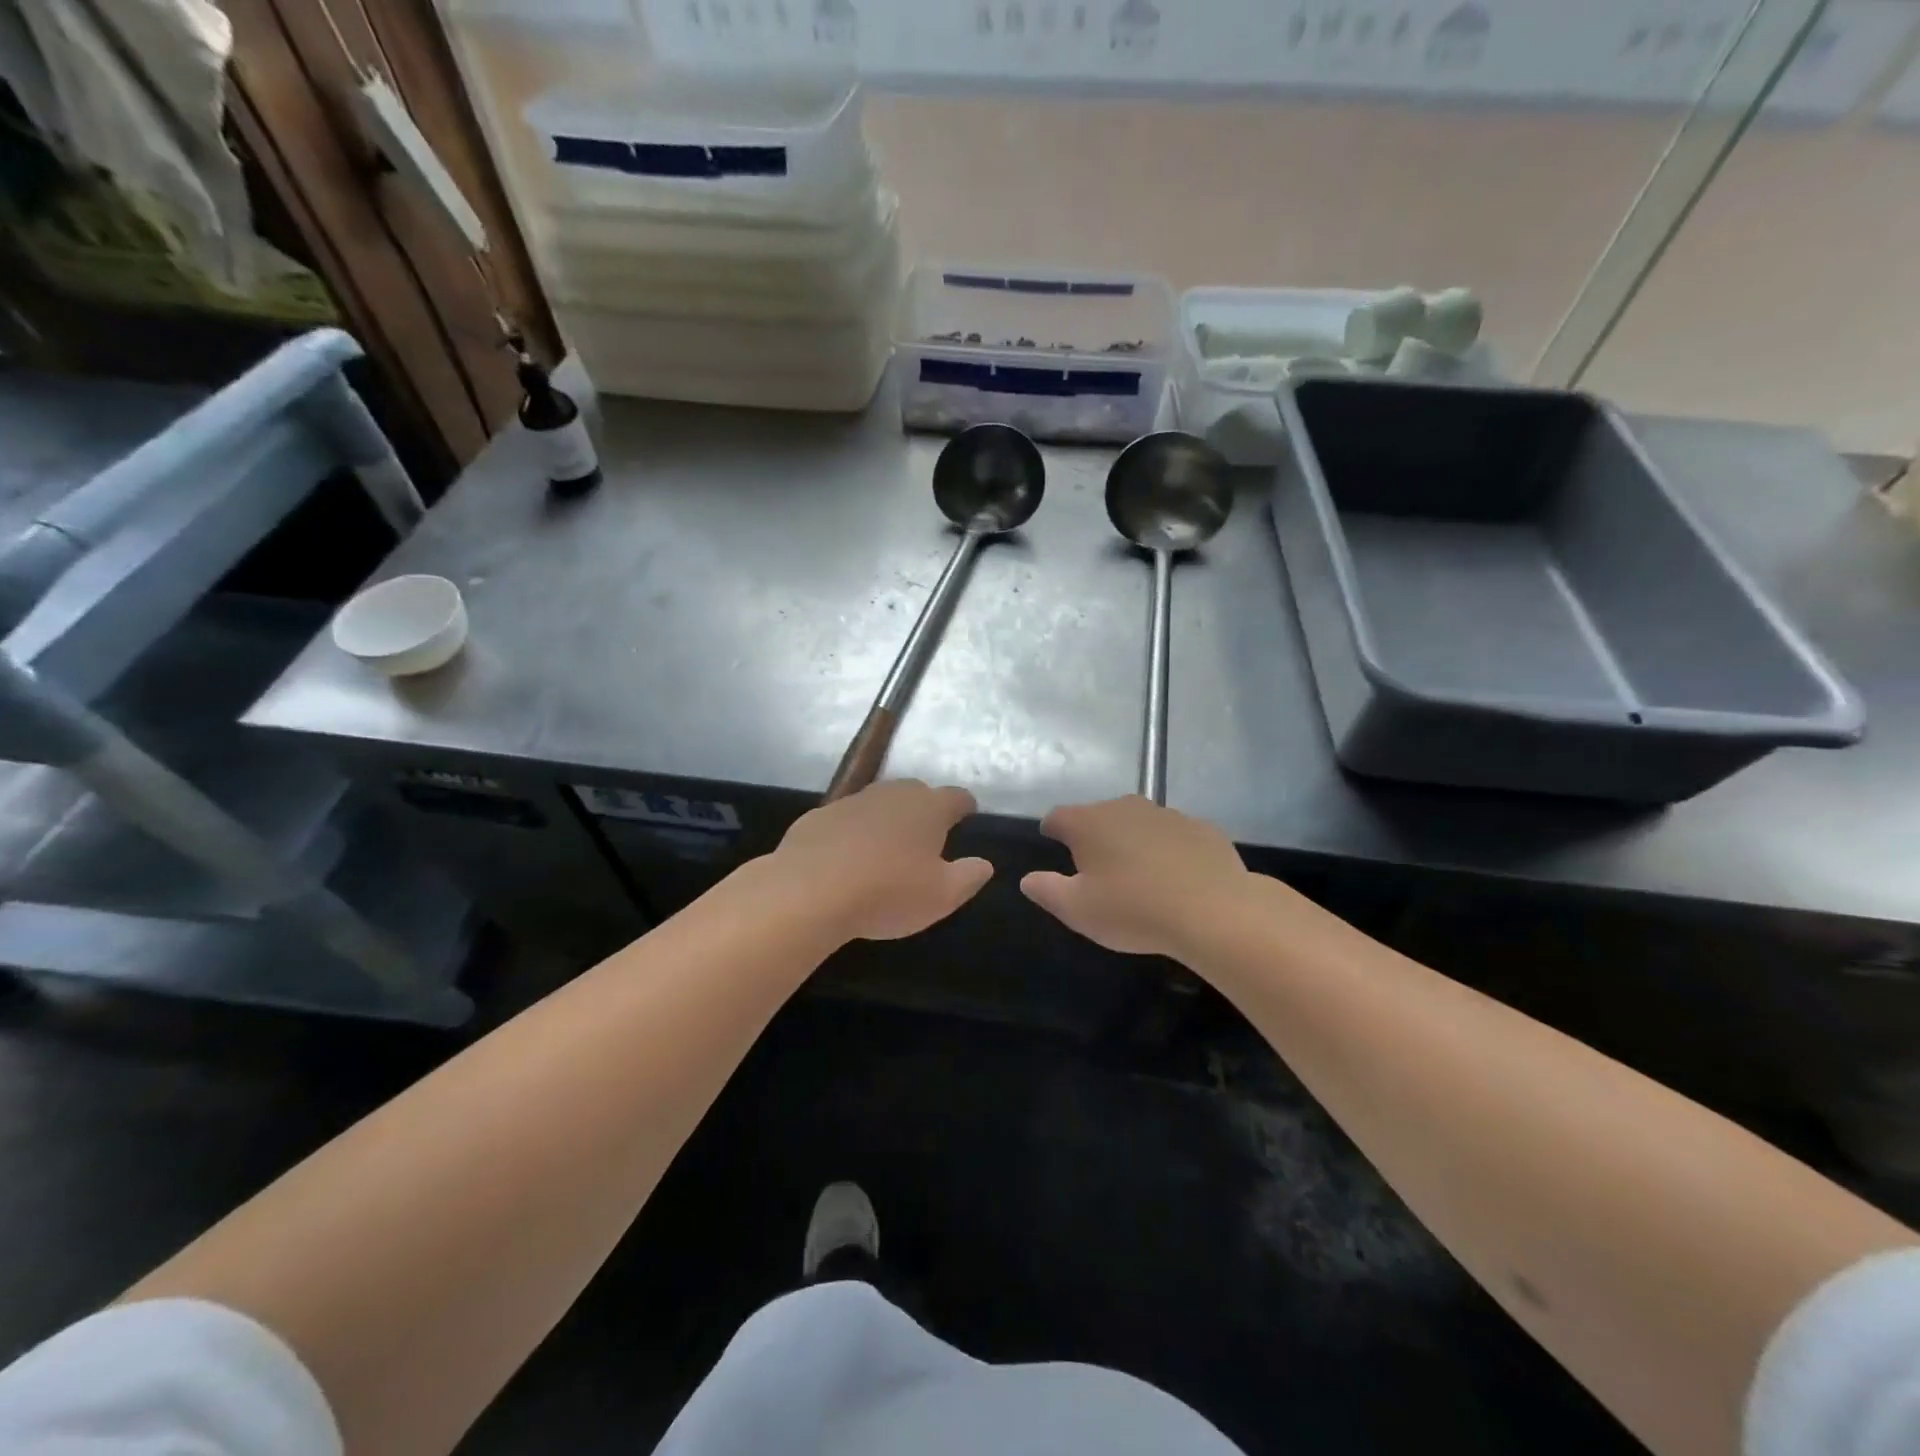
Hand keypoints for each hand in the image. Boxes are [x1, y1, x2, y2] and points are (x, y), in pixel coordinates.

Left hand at [772, 781, 992, 941]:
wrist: (809, 891)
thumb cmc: (888, 892)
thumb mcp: (942, 896)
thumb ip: (969, 877)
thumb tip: (984, 864)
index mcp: (928, 808)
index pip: (956, 796)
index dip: (965, 806)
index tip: (968, 814)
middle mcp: (892, 795)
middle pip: (916, 793)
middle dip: (925, 809)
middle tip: (927, 835)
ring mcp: (852, 802)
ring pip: (878, 803)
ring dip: (886, 819)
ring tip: (887, 847)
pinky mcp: (818, 817)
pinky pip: (845, 821)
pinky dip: (851, 834)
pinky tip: (846, 859)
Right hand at [1021, 796, 1249, 957]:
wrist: (1214, 911)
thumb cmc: (1134, 910)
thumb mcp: (1077, 910)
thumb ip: (1046, 890)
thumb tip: (1028, 879)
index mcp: (1088, 822)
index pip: (1057, 816)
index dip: (1051, 831)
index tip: (1053, 847)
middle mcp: (1125, 807)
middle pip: (1098, 816)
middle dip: (1094, 837)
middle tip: (1097, 872)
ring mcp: (1167, 814)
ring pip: (1138, 823)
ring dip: (1132, 842)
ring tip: (1139, 877)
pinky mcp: (1202, 828)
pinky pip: (1174, 836)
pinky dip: (1169, 851)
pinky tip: (1177, 879)